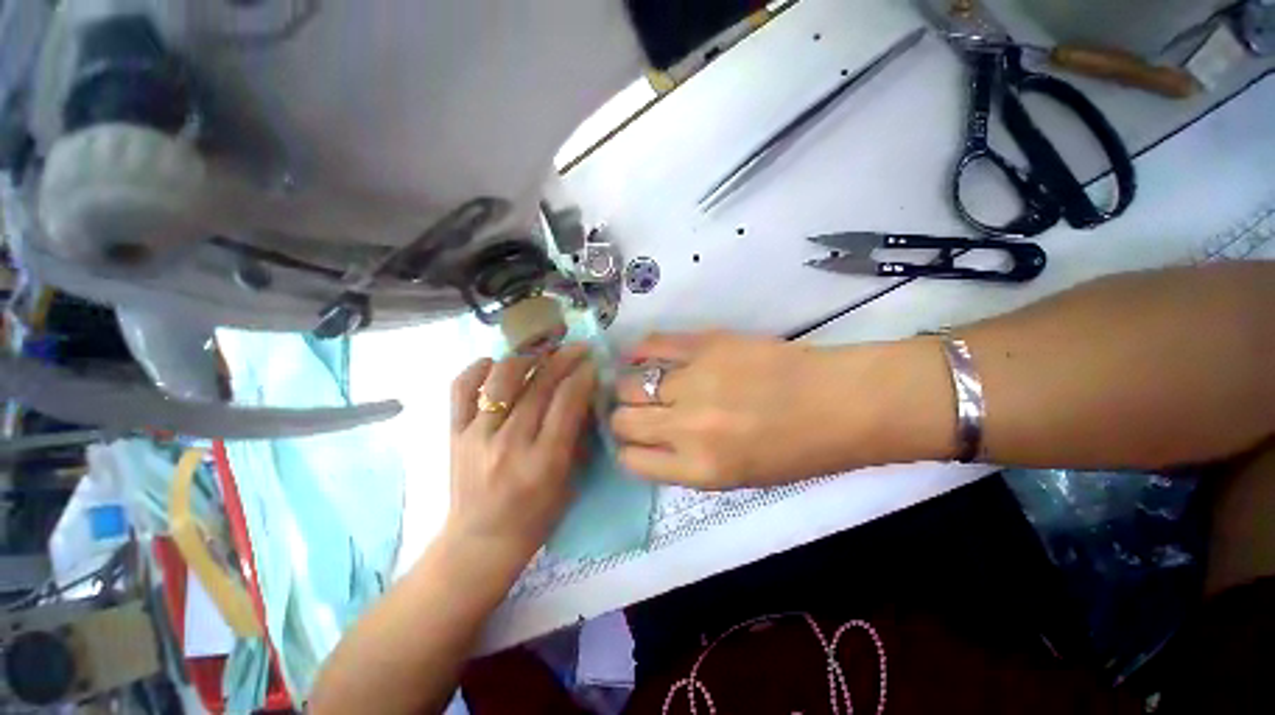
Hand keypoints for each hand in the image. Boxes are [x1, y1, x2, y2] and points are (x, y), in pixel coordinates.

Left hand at [445, 344, 596, 564]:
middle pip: (539, 385)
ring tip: (540, 356)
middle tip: (577, 348)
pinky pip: (461, 389)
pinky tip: (494, 364)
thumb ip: (577, 437)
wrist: (480, 542)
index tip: (592, 362)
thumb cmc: (535, 518)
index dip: (583, 375)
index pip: (567, 401)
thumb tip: (584, 397)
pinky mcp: (454, 434)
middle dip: (564, 359)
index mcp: (544, 461)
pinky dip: (477, 369)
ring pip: (502, 379)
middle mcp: (510, 443)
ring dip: (526, 359)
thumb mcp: (569, 482)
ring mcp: (477, 436)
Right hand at [611, 332, 849, 488]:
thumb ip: (686, 463)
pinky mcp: (705, 345)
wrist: (838, 402)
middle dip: (622, 419)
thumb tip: (650, 443)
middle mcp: (687, 426)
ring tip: (637, 385)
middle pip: (623, 420)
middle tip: (635, 412)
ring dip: (628, 388)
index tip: (632, 441)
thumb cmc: (795, 450)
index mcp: (699, 468)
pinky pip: (654, 344)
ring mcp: (694, 381)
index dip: (627, 450)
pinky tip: (636, 356)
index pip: (631, 460)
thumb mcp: (737, 479)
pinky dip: (639, 351)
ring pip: (629, 384)